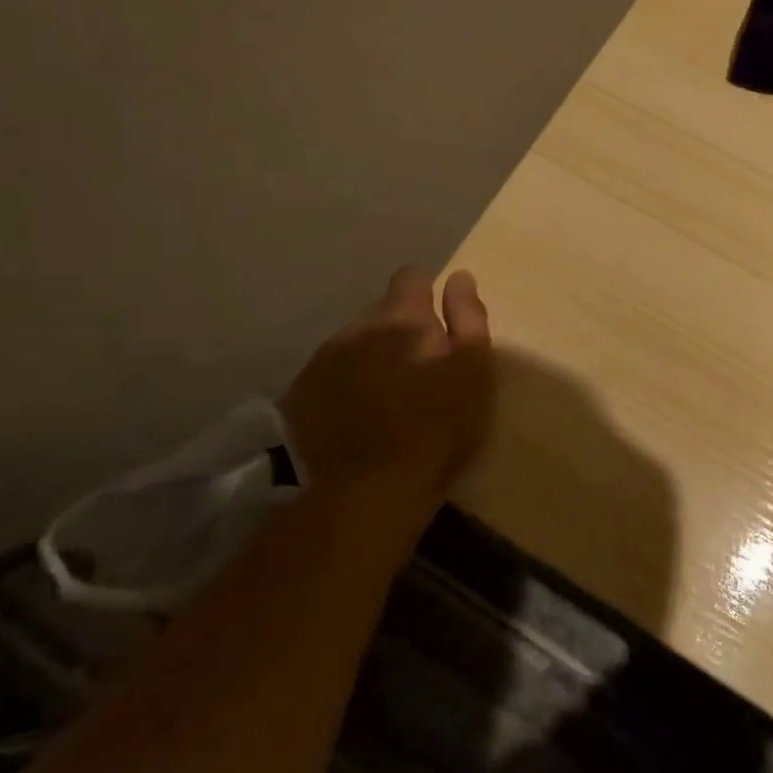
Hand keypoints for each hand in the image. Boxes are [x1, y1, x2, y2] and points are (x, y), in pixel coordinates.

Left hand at [281, 267, 493, 527]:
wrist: (361, 495)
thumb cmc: (434, 430)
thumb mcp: (472, 372)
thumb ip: (468, 319)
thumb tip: (459, 278)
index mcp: (401, 317)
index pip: (411, 277)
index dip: (426, 292)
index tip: (438, 321)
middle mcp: (357, 327)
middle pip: (381, 311)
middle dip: (399, 328)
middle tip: (418, 366)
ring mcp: (323, 360)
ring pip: (354, 344)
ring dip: (371, 357)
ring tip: (386, 396)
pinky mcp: (299, 395)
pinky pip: (330, 375)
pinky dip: (346, 385)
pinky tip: (357, 416)